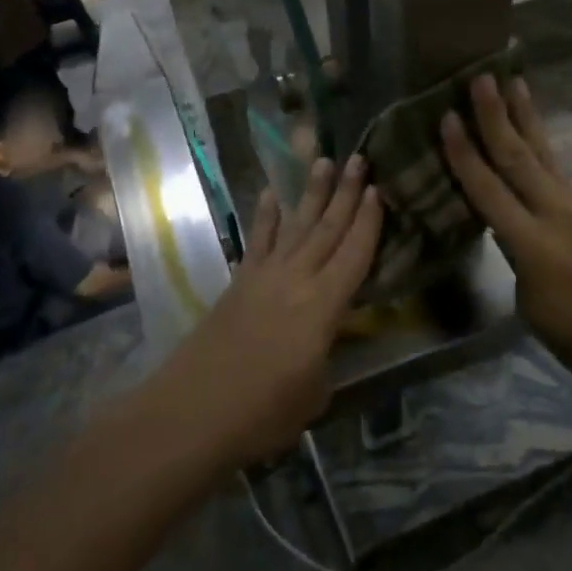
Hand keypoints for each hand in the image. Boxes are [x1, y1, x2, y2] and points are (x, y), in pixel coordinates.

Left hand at [151, 156, 381, 469]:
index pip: (354, 254)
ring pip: (295, 225)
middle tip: (360, 159)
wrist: (193, 410)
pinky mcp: (239, 282)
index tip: (378, 189)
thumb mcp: (314, 395)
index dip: (369, 221)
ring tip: (323, 160)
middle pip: (327, 228)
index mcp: (324, 306)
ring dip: (311, 193)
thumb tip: (324, 344)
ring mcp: (264, 276)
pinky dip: (267, 216)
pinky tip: (271, 194)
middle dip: (346, 192)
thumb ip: (325, 359)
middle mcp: (297, 279)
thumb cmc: (262, 412)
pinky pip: (258, 240)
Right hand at [440, 75, 571, 416]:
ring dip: (525, 118)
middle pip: (519, 156)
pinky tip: (533, 142)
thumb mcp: (536, 311)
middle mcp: (559, 214)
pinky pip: (563, 176)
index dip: (464, 154)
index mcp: (535, 246)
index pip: (488, 190)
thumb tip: (512, 232)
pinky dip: (543, 152)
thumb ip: (519, 261)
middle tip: (480, 77)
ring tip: (513, 83)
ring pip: (546, 155)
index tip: (447, 118)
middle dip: (496, 115)